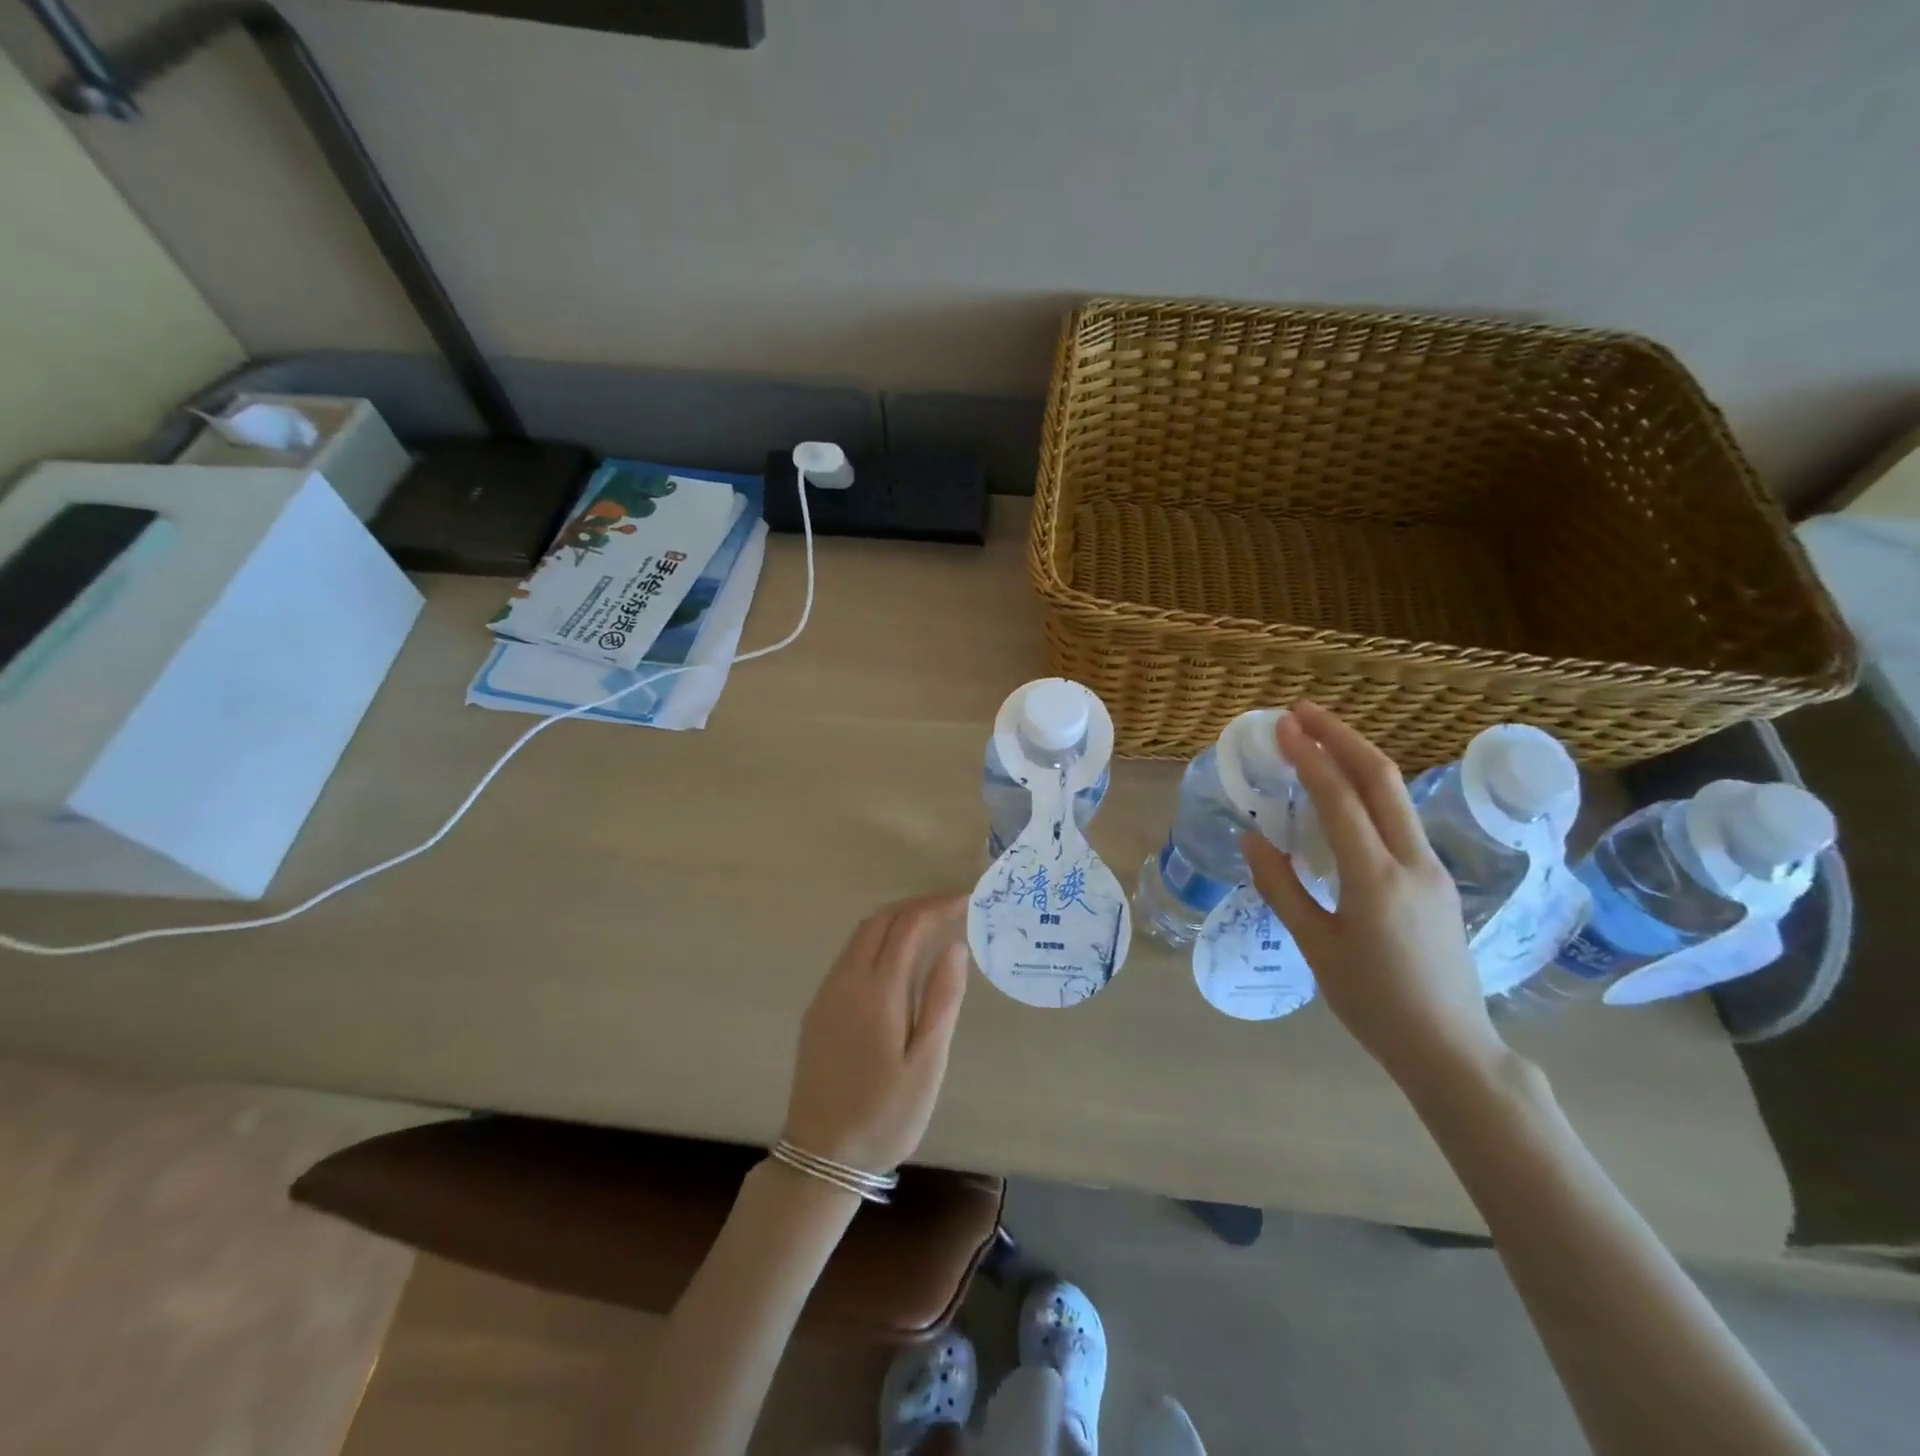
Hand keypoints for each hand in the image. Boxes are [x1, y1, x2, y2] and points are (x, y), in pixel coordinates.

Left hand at [781, 895, 968, 1173]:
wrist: (821, 1155)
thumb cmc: (885, 1113)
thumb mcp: (927, 1063)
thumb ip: (941, 999)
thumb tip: (955, 946)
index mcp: (877, 990)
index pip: (908, 925)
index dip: (938, 906)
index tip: (967, 901)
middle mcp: (846, 980)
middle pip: (880, 920)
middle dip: (917, 906)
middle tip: (952, 909)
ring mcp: (827, 992)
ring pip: (861, 934)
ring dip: (896, 920)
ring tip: (932, 927)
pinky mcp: (819, 1008)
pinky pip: (850, 954)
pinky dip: (879, 940)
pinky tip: (899, 960)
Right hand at [1241, 704, 1503, 1088]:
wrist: (1450, 1048)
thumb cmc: (1373, 1002)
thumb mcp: (1315, 947)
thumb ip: (1281, 887)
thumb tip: (1251, 837)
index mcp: (1376, 878)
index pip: (1340, 798)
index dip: (1310, 756)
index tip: (1282, 726)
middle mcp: (1412, 861)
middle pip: (1381, 777)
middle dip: (1342, 736)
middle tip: (1302, 712)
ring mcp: (1431, 868)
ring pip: (1396, 794)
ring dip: (1357, 757)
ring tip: (1318, 739)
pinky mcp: (1436, 879)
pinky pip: (1399, 818)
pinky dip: (1368, 789)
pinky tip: (1344, 792)